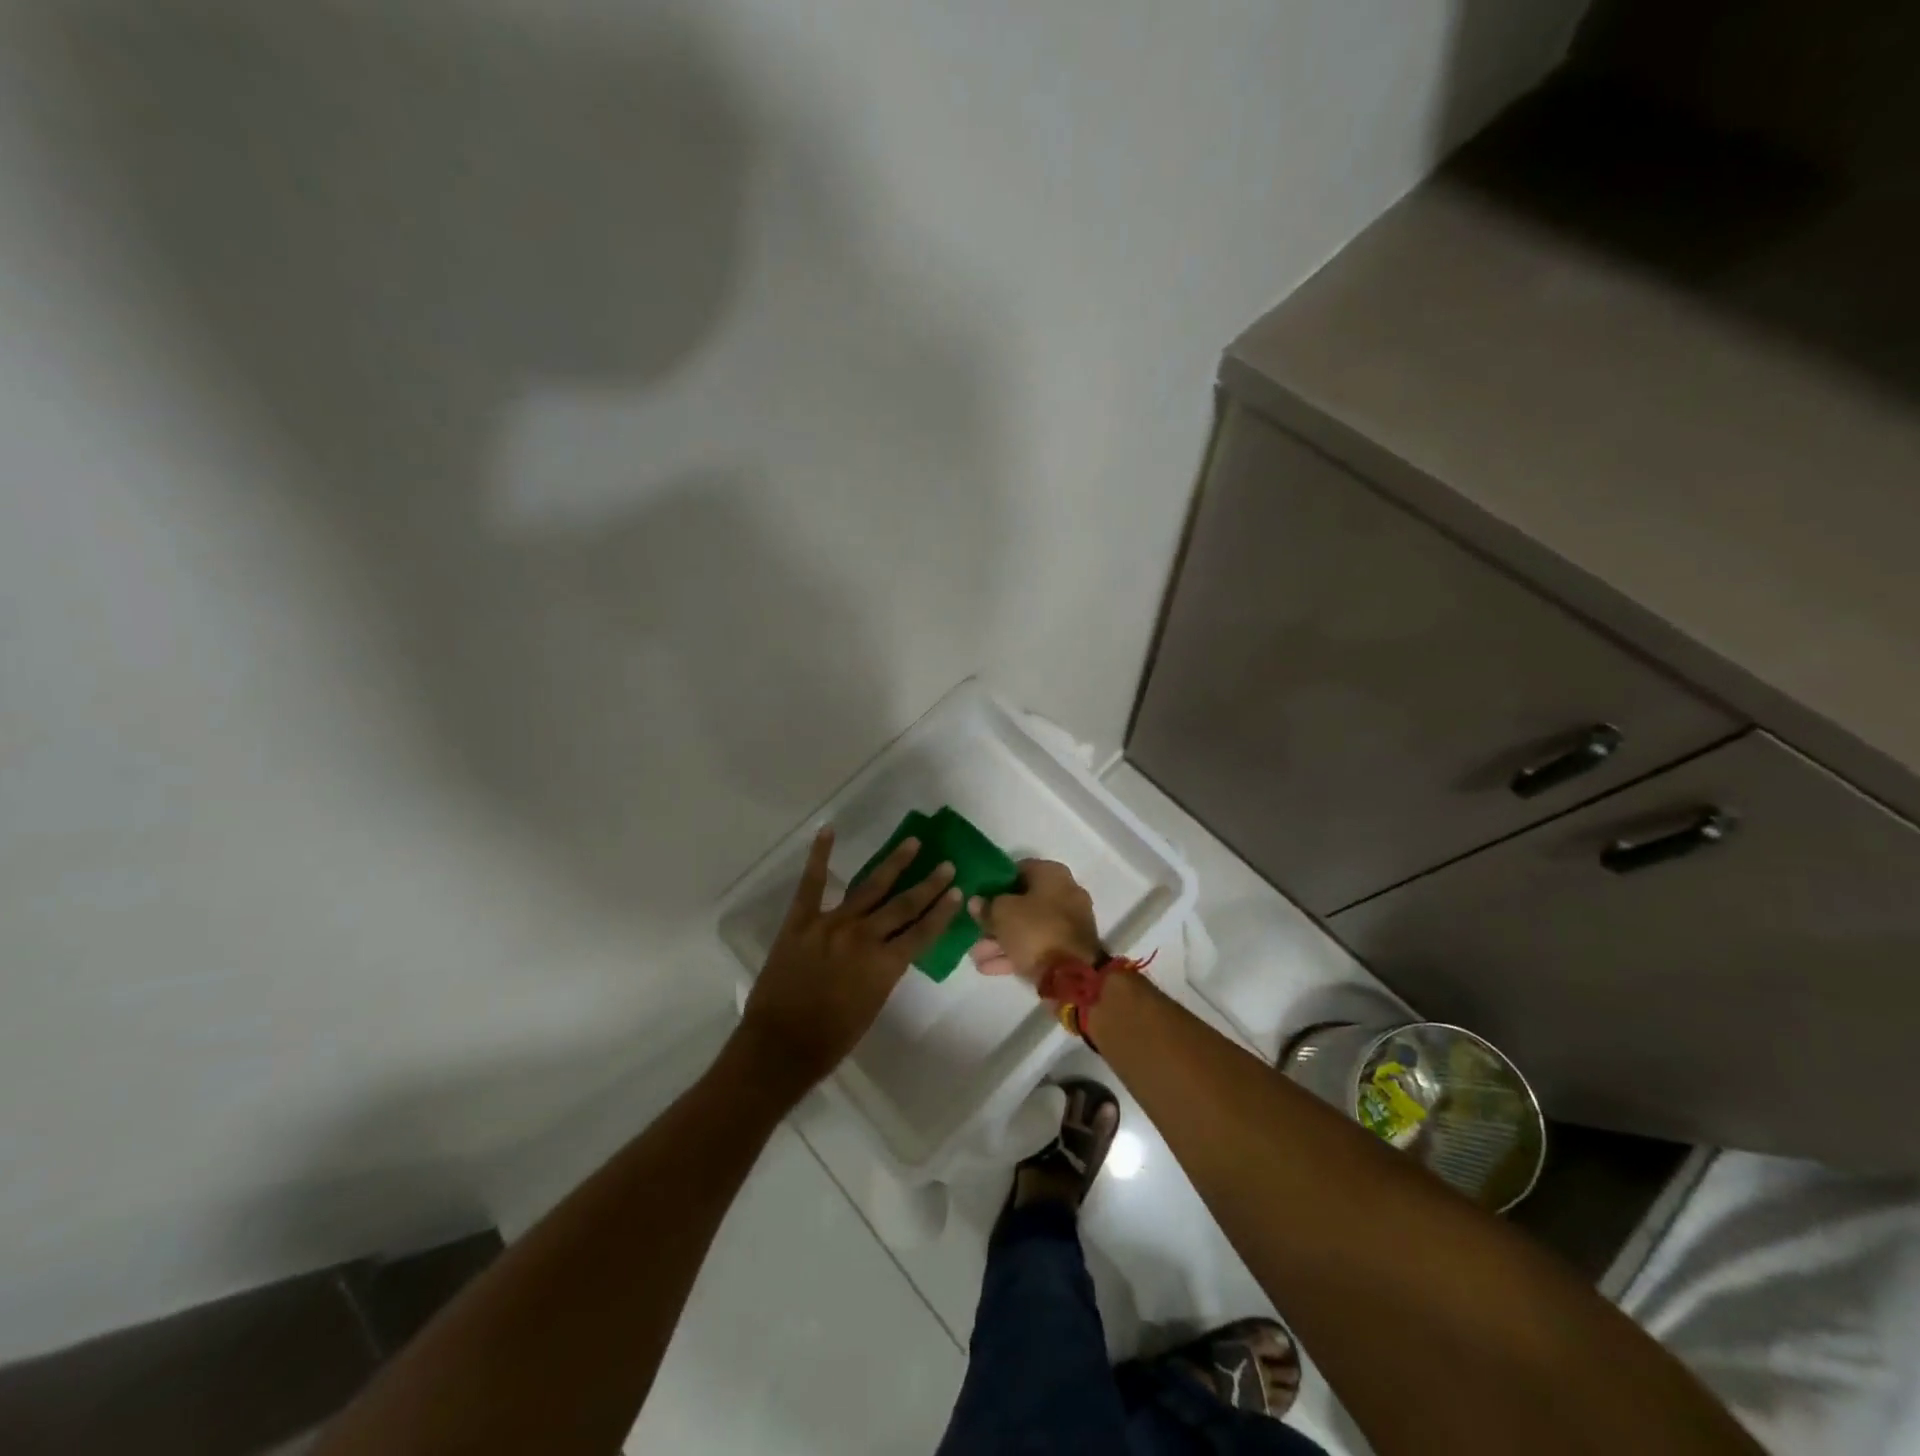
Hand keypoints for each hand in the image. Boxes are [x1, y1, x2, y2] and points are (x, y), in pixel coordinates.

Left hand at [736, 826, 961, 1098]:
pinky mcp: (801, 920)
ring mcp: (831, 923)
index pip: (923, 932)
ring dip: (894, 863)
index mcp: (885, 965)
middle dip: (928, 884)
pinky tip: (828, 831)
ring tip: (912, 843)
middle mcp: (864, 937)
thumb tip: (891, 948)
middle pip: (903, 905)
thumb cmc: (831, 1039)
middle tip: (946, 865)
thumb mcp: (872, 1005)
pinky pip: (812, 882)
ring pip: (869, 886)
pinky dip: (820, 855)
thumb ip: (884, 971)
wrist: (779, 1046)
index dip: (942, 912)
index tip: (957, 892)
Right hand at [968, 858, 1101, 981]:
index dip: (996, 883)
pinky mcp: (1068, 950)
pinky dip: (1015, 953)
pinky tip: (988, 967)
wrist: (1072, 975)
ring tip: (976, 956)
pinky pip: (1036, 946)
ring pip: (1028, 928)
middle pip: (1023, 902)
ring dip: (1001, 940)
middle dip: (996, 919)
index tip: (979, 896)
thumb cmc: (1035, 930)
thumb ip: (986, 906)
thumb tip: (977, 902)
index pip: (1019, 870)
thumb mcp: (1001, 913)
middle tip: (974, 930)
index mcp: (1053, 875)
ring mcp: (1068, 924)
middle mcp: (1065, 894)